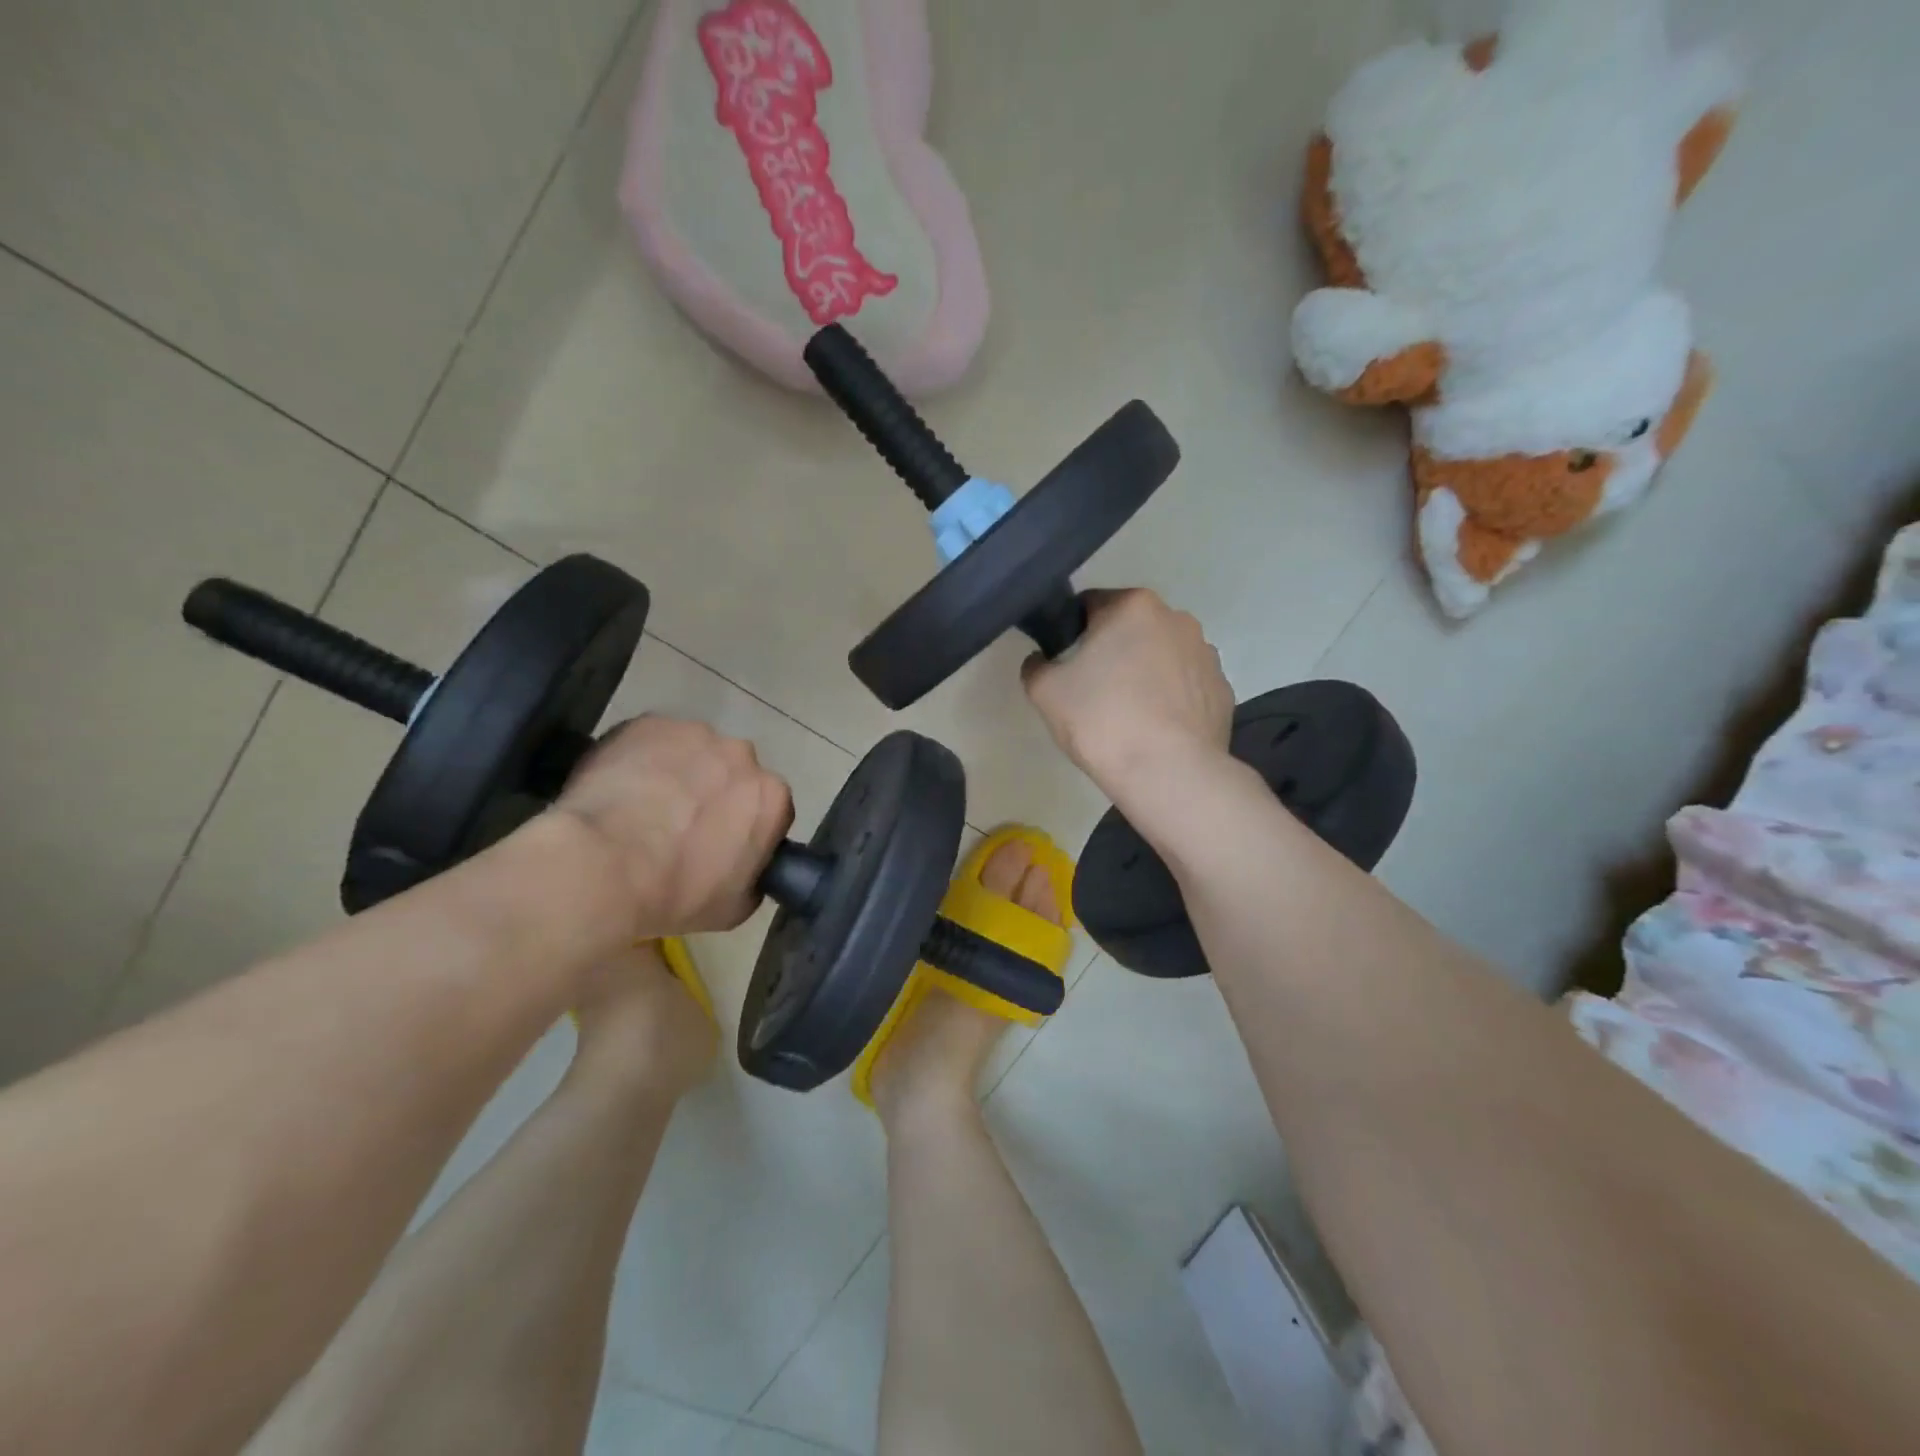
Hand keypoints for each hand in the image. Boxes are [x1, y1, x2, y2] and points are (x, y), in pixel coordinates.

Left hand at [553, 716, 792, 938]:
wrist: (602, 866)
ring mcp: (696, 734)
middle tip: (681, 826)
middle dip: (715, 793)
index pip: (770, 808)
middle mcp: (743, 756)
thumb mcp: (735, 907)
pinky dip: (643, 758)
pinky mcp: (650, 722)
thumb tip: (745, 865)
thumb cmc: (675, 893)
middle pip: (734, 773)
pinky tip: (621, 787)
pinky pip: (654, 740)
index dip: (745, 826)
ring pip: (694, 753)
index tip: (722, 845)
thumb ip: (754, 875)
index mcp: (772, 798)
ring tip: (645, 806)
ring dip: (680, 773)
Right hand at [1022, 589, 1234, 790]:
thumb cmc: (1102, 721)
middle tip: (1094, 692)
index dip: (1072, 632)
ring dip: (1145, 673)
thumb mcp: (1045, 692)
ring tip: (1129, 715)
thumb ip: (1036, 665)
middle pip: (1131, 628)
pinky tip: (1157, 729)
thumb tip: (1041, 659)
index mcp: (1133, 606)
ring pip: (1162, 655)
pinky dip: (1171, 699)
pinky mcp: (1223, 690)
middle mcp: (1176, 618)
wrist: (1168, 773)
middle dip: (1113, 650)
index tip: (1066, 664)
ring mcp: (1206, 654)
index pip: (1091, 604)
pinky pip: (1186, 686)